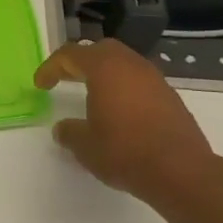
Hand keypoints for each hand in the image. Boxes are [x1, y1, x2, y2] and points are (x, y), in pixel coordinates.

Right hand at [34, 40, 222, 218]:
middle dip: (80, 61)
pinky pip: (140, 81)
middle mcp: (130, 65)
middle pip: (100, 50)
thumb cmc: (125, 152)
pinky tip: (121, 112)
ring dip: (105, 74)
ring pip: (124, 63)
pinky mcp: (171, 97)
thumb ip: (70, 132)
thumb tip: (63, 129)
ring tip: (93, 95)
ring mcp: (155, 79)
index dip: (51, 67)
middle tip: (66, 77)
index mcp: (104, 68)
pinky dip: (125, 88)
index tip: (40, 85)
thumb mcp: (86, 146)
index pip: (70, 55)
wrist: (182, 172)